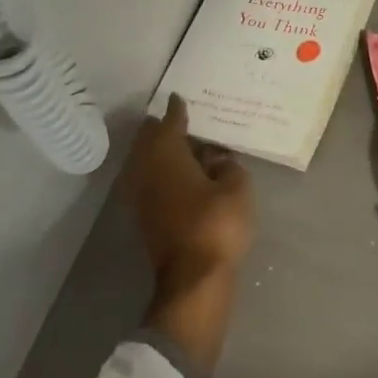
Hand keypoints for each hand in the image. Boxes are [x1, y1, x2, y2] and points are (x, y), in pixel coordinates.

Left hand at [121, 94, 254, 376]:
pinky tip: (181, 175)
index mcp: (167, 154)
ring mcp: (141, 196)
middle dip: (162, 128)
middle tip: (182, 120)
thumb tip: (216, 159)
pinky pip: (149, 181)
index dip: (177, 109)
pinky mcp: (144, 218)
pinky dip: (161, 173)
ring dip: (160, 152)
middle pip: (149, 140)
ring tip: (184, 147)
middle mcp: (146, 170)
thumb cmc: (216, 224)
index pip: (169, 122)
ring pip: (146, 162)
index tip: (179, 98)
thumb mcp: (237, 187)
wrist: (193, 280)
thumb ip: (228, 165)